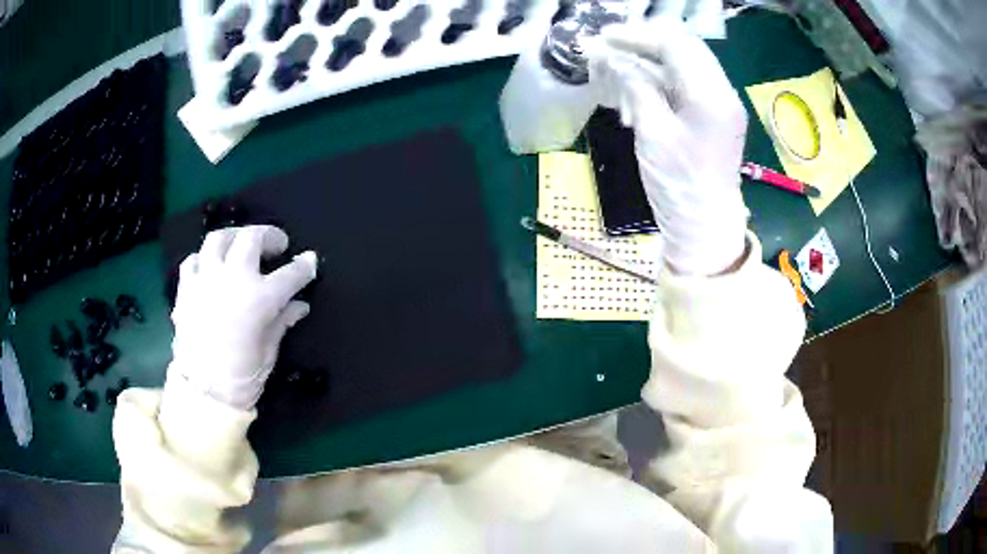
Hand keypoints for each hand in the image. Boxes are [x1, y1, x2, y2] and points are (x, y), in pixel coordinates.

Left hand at [168, 226, 317, 410]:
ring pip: (219, 239)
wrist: (204, 393)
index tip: (310, 261)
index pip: (290, 274)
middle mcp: (232, 279)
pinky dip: (205, 259)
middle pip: (252, 238)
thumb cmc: (242, 377)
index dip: (304, 266)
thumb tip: (299, 305)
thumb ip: (283, 320)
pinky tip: (211, 268)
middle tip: (277, 245)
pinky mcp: (186, 288)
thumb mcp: (269, 351)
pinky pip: (194, 261)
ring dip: (234, 237)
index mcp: (259, 299)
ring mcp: (206, 280)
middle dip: (269, 236)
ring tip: (241, 245)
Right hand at [588, 19, 749, 275]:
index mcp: (711, 97)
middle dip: (644, 42)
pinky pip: (688, 82)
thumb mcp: (652, 133)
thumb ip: (636, 87)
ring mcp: (722, 103)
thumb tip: (613, 57)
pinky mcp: (716, 114)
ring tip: (618, 68)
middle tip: (609, 46)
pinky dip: (662, 77)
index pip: (675, 45)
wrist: (704, 226)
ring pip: (686, 62)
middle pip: (684, 47)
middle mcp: (723, 92)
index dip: (637, 36)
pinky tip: (638, 88)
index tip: (603, 38)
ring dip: (651, 59)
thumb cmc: (678, 185)